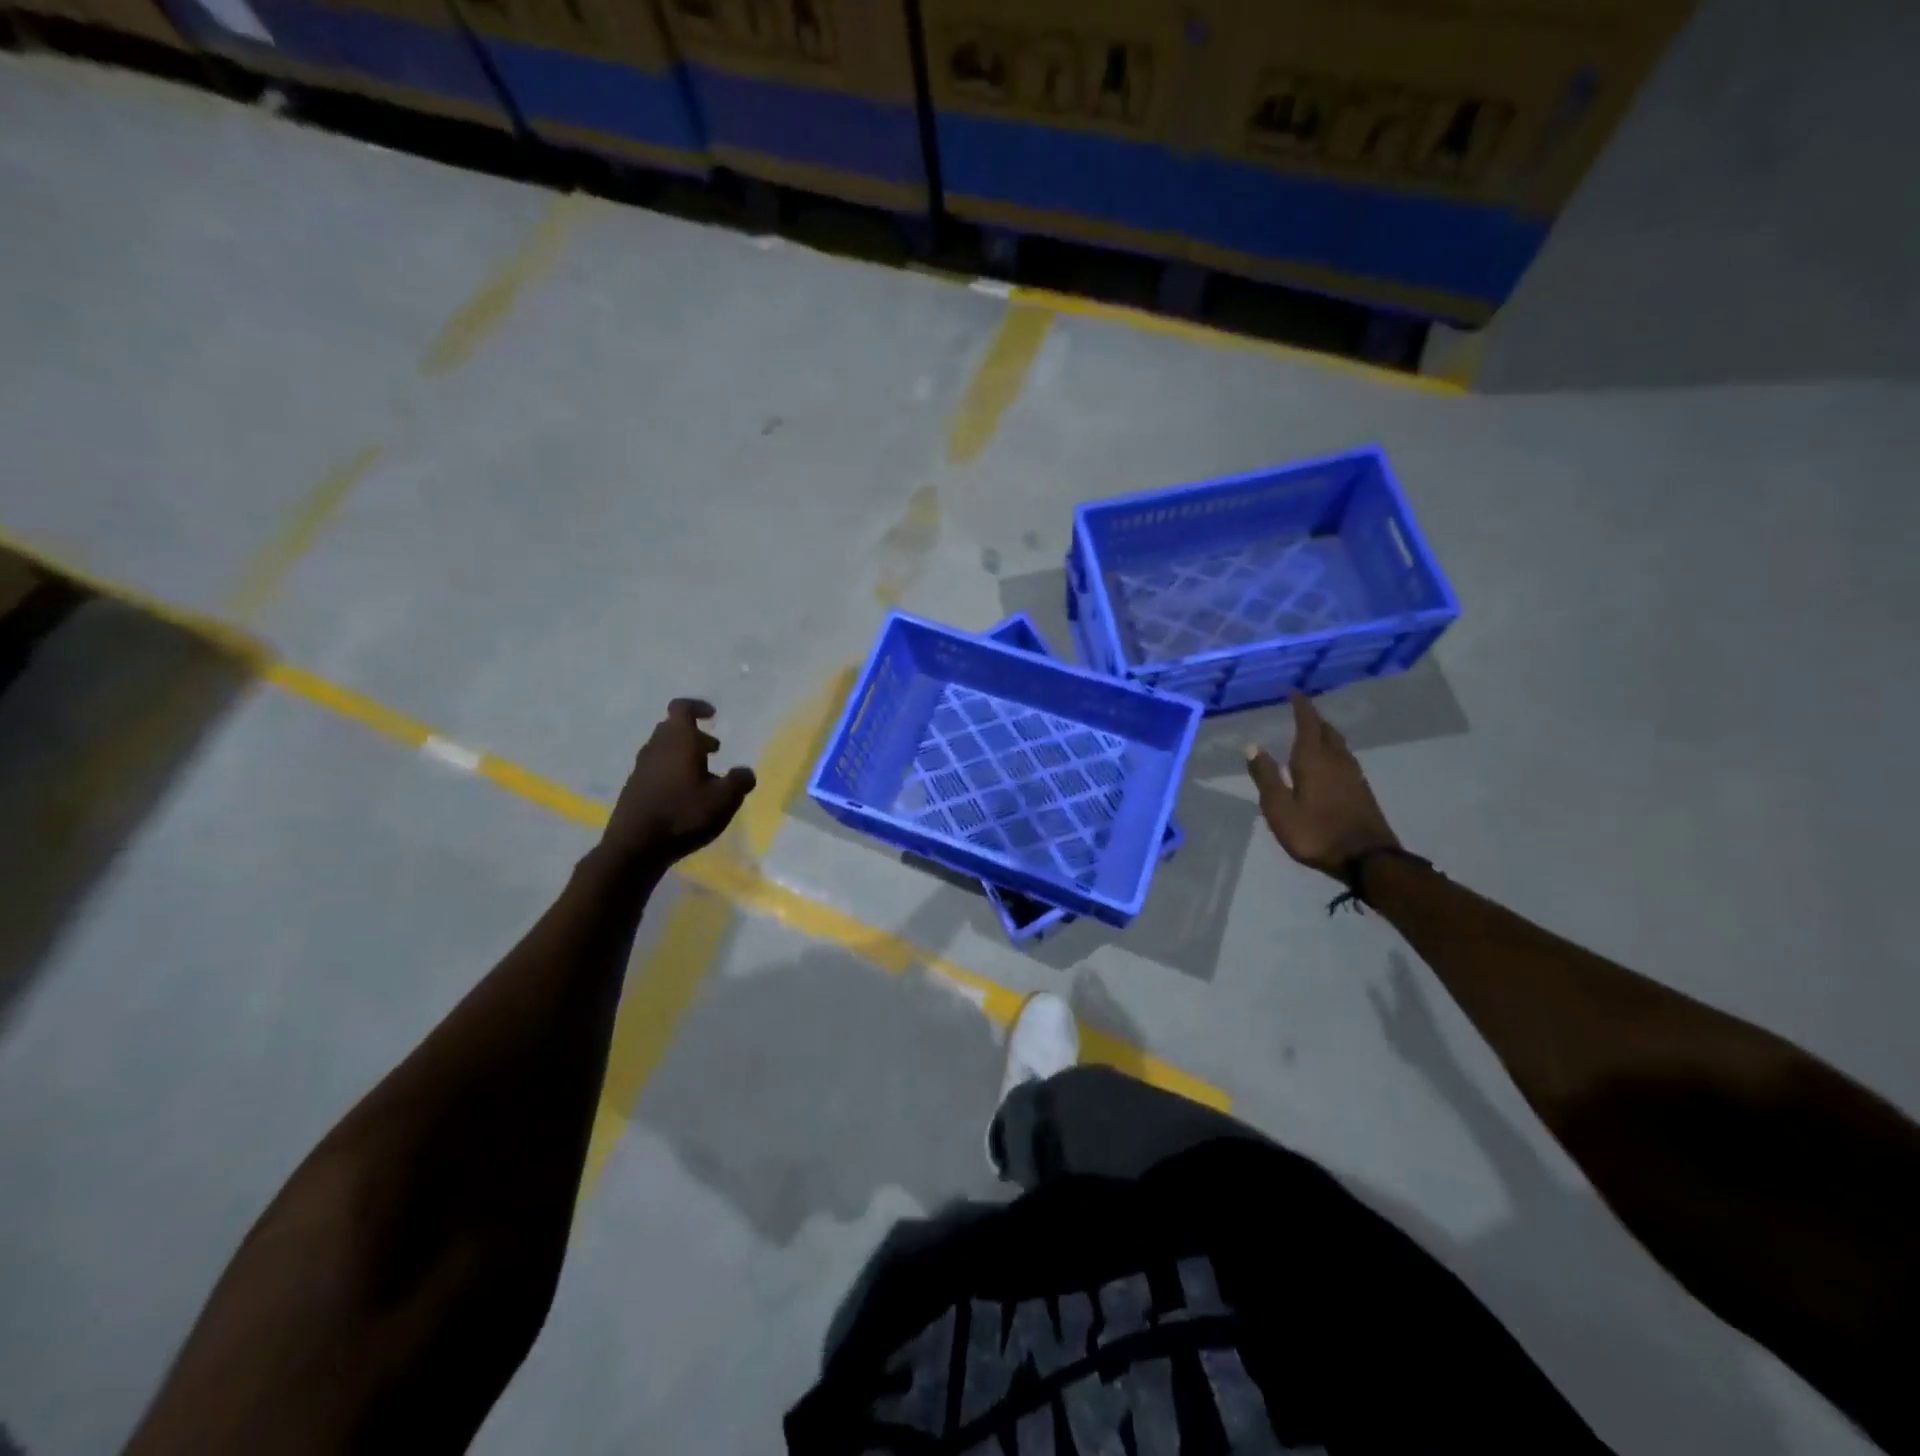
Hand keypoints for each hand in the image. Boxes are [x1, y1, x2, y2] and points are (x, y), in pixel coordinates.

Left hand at [603, 699, 756, 869]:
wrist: (635, 846)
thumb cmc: (683, 815)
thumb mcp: (724, 799)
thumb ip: (739, 781)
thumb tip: (744, 772)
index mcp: (678, 741)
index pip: (682, 708)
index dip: (698, 707)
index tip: (713, 715)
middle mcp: (656, 748)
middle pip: (672, 729)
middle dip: (694, 735)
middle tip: (714, 750)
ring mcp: (641, 768)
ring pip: (663, 750)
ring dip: (683, 756)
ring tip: (703, 777)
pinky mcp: (633, 788)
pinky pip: (655, 770)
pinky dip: (671, 774)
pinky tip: (684, 797)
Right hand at [1246, 691, 1398, 877]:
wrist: (1368, 859)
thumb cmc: (1316, 833)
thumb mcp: (1280, 809)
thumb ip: (1266, 777)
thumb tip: (1253, 746)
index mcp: (1314, 760)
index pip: (1307, 724)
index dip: (1301, 706)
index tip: (1294, 692)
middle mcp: (1336, 761)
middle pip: (1326, 731)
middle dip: (1314, 719)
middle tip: (1301, 711)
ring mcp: (1353, 776)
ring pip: (1338, 745)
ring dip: (1325, 734)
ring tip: (1312, 733)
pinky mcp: (1361, 790)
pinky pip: (1344, 759)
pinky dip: (1333, 751)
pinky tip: (1328, 762)